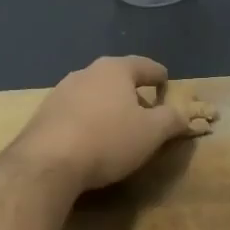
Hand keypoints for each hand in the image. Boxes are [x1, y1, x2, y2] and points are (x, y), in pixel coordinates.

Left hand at [12, 56, 211, 194]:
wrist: (46, 163)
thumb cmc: (107, 140)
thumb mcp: (152, 132)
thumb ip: (172, 120)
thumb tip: (185, 115)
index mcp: (115, 69)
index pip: (146, 66)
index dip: (160, 77)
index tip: (167, 86)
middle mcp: (87, 72)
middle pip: (118, 78)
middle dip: (134, 94)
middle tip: (147, 112)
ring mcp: (61, 91)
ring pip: (95, 94)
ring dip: (109, 107)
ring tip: (119, 129)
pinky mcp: (44, 114)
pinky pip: (76, 112)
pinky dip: (89, 120)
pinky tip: (91, 140)